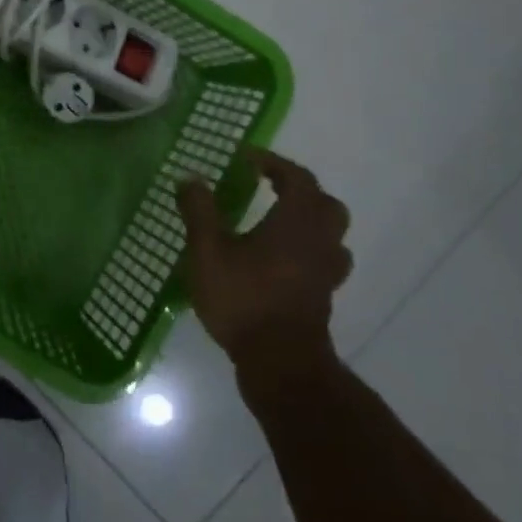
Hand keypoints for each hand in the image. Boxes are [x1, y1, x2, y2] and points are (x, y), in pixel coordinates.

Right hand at [178, 150, 352, 394]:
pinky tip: (282, 262)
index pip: (297, 178)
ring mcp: (325, 272)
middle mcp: (319, 241)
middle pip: (325, 204)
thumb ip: (199, 211)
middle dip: (300, 190)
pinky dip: (307, 252)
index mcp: (296, 221)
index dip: (274, 163)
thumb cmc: (244, 299)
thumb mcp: (208, 251)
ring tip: (280, 223)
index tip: (248, 158)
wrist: (280, 363)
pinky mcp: (322, 298)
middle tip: (271, 186)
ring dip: (310, 222)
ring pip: (331, 236)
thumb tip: (190, 178)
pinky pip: (324, 263)